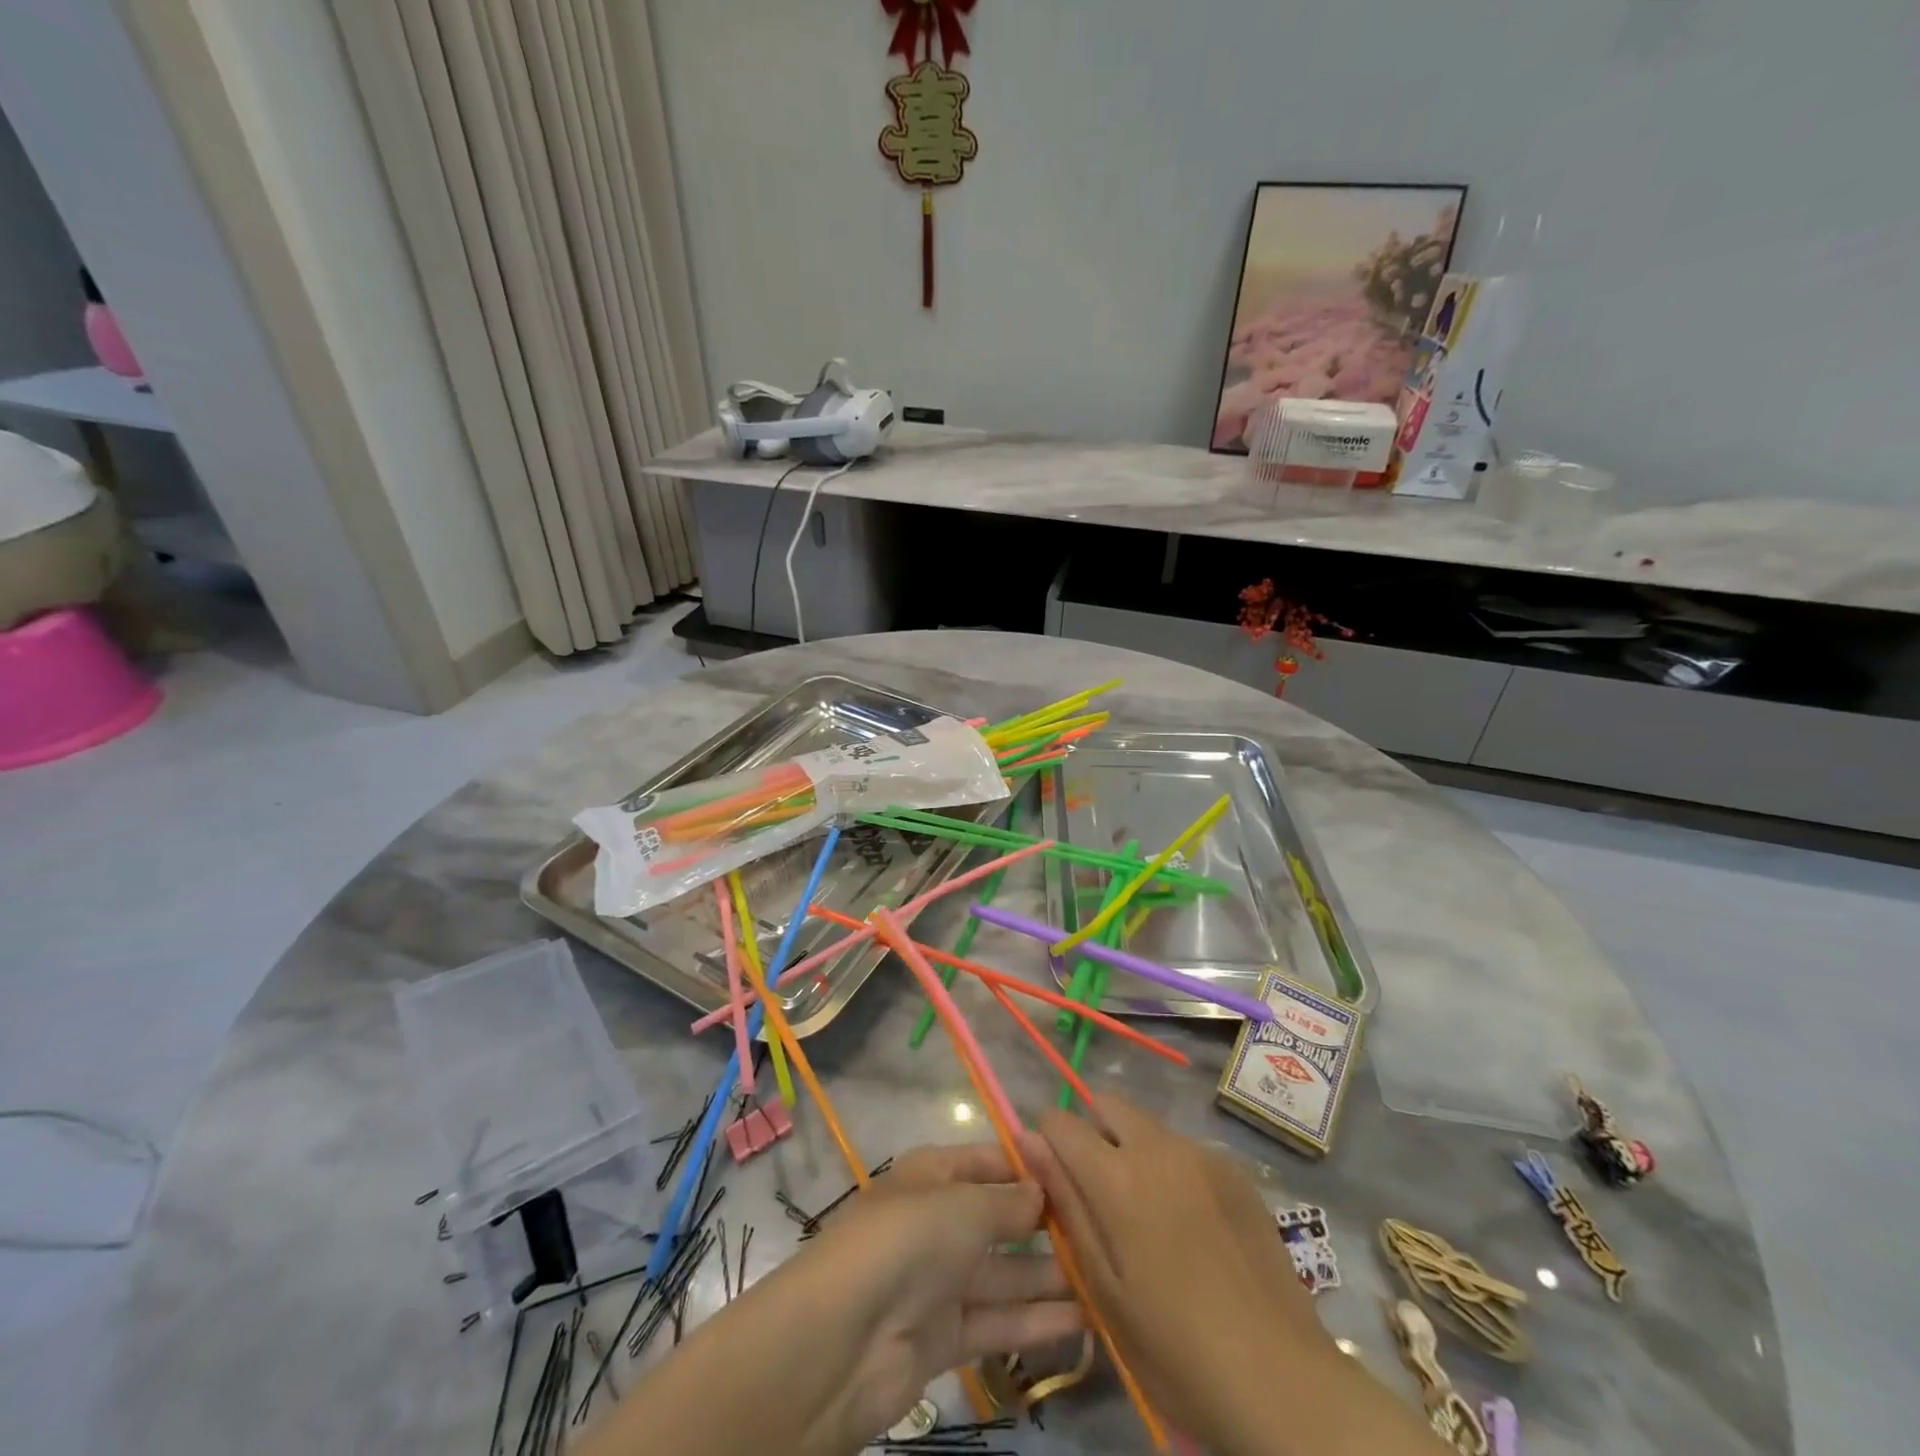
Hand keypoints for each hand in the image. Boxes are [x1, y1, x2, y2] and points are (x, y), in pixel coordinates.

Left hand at [791, 1141, 1082, 1444]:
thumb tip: (1043, 1192)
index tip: (1082, 1175)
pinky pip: (999, 1321)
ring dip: (1051, 1276)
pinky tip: (1085, 1321)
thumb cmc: (907, 1242)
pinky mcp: (945, 1336)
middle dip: (1048, 1224)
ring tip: (1108, 1278)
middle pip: (1001, 1217)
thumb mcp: (964, 1206)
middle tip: (1106, 1232)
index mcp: (934, 1174)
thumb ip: (1009, 1202)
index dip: (1032, 1166)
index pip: (991, 1160)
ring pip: (1006, 1273)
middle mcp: (939, 1221)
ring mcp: (941, 1280)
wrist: (842, 1340)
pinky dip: (1037, 1321)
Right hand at [1027, 1096, 1322, 1449]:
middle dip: (1091, 1131)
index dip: (1046, 1140)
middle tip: (1097, 1193)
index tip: (1050, 1176)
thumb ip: (1065, 1203)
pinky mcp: (1235, 1172)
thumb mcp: (1103, 1286)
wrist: (1282, 1380)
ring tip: (1147, 1216)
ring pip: (1148, 1126)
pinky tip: (1190, 1227)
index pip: (1061, 1122)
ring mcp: (1202, 1155)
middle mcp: (1158, 1147)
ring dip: (1132, 1149)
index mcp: (1117, 1176)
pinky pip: (1185, 1149)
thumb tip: (1029, 1141)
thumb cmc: (1175, 1348)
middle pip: (1108, 1105)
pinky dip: (1171, 1168)